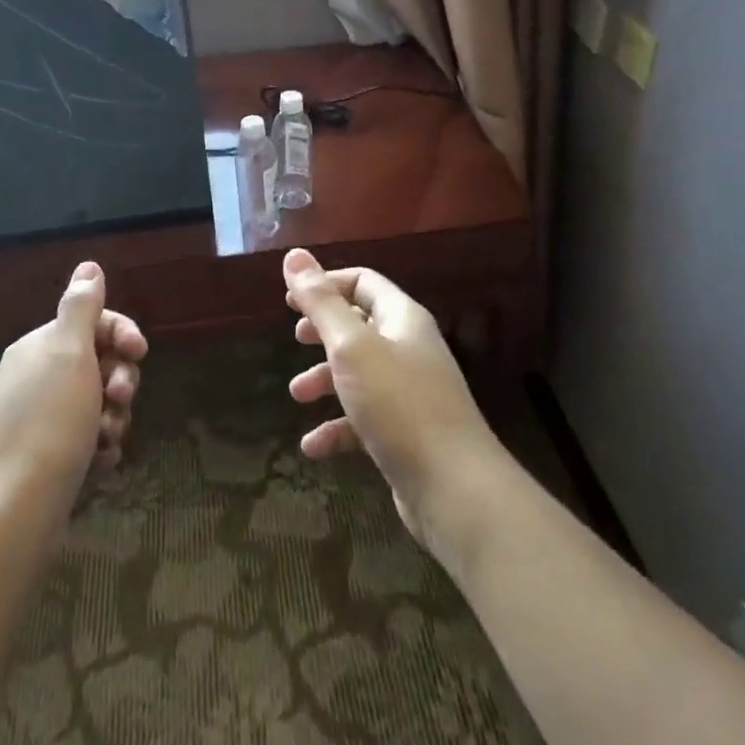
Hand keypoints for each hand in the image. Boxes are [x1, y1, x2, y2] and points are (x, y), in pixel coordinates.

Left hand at [0, 262, 146, 531]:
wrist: (14, 509)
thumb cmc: (48, 423)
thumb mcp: (69, 353)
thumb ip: (81, 307)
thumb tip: (88, 266)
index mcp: (40, 347)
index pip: (92, 322)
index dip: (121, 334)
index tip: (140, 352)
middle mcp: (38, 377)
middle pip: (100, 363)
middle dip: (120, 380)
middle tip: (120, 400)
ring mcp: (43, 419)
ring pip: (100, 404)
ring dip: (114, 418)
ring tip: (107, 439)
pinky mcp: (51, 456)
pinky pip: (90, 438)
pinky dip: (102, 446)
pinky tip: (101, 462)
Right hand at [283, 247, 499, 541]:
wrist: (454, 488)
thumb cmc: (399, 404)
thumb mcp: (351, 347)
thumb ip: (321, 303)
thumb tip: (294, 256)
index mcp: (402, 319)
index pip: (363, 283)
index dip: (326, 284)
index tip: (290, 300)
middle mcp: (409, 349)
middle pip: (361, 326)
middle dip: (324, 332)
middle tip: (295, 339)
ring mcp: (410, 394)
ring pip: (360, 374)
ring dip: (326, 380)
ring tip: (298, 396)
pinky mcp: (406, 434)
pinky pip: (364, 420)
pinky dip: (337, 428)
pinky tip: (313, 448)